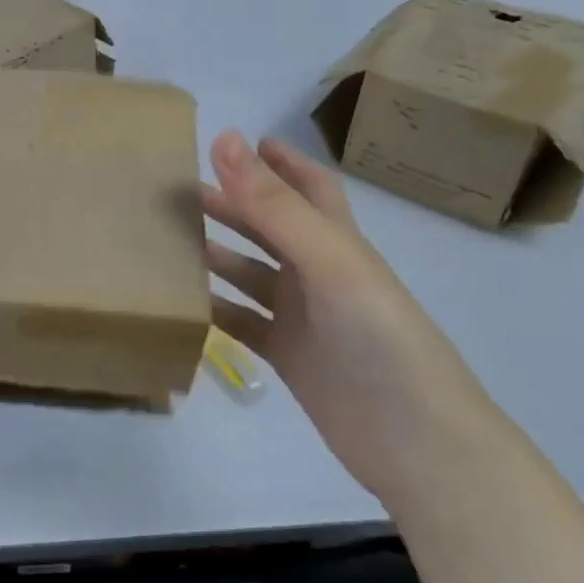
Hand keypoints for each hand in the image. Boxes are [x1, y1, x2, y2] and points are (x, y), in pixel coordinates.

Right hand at [202, 130, 498, 502]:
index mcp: (337, 242)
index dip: (279, 161)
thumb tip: (225, 139)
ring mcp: (302, 316)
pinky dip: (213, 309)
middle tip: (179, 188)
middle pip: (268, 227)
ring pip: (249, 273)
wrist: (416, 443)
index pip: (309, 188)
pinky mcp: (288, 356)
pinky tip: (179, 302)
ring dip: (214, 254)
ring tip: (167, 239)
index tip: (238, 140)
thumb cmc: (379, 339)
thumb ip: (274, 205)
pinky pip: (241, 322)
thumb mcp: (329, 262)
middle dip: (230, 204)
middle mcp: (319, 273)